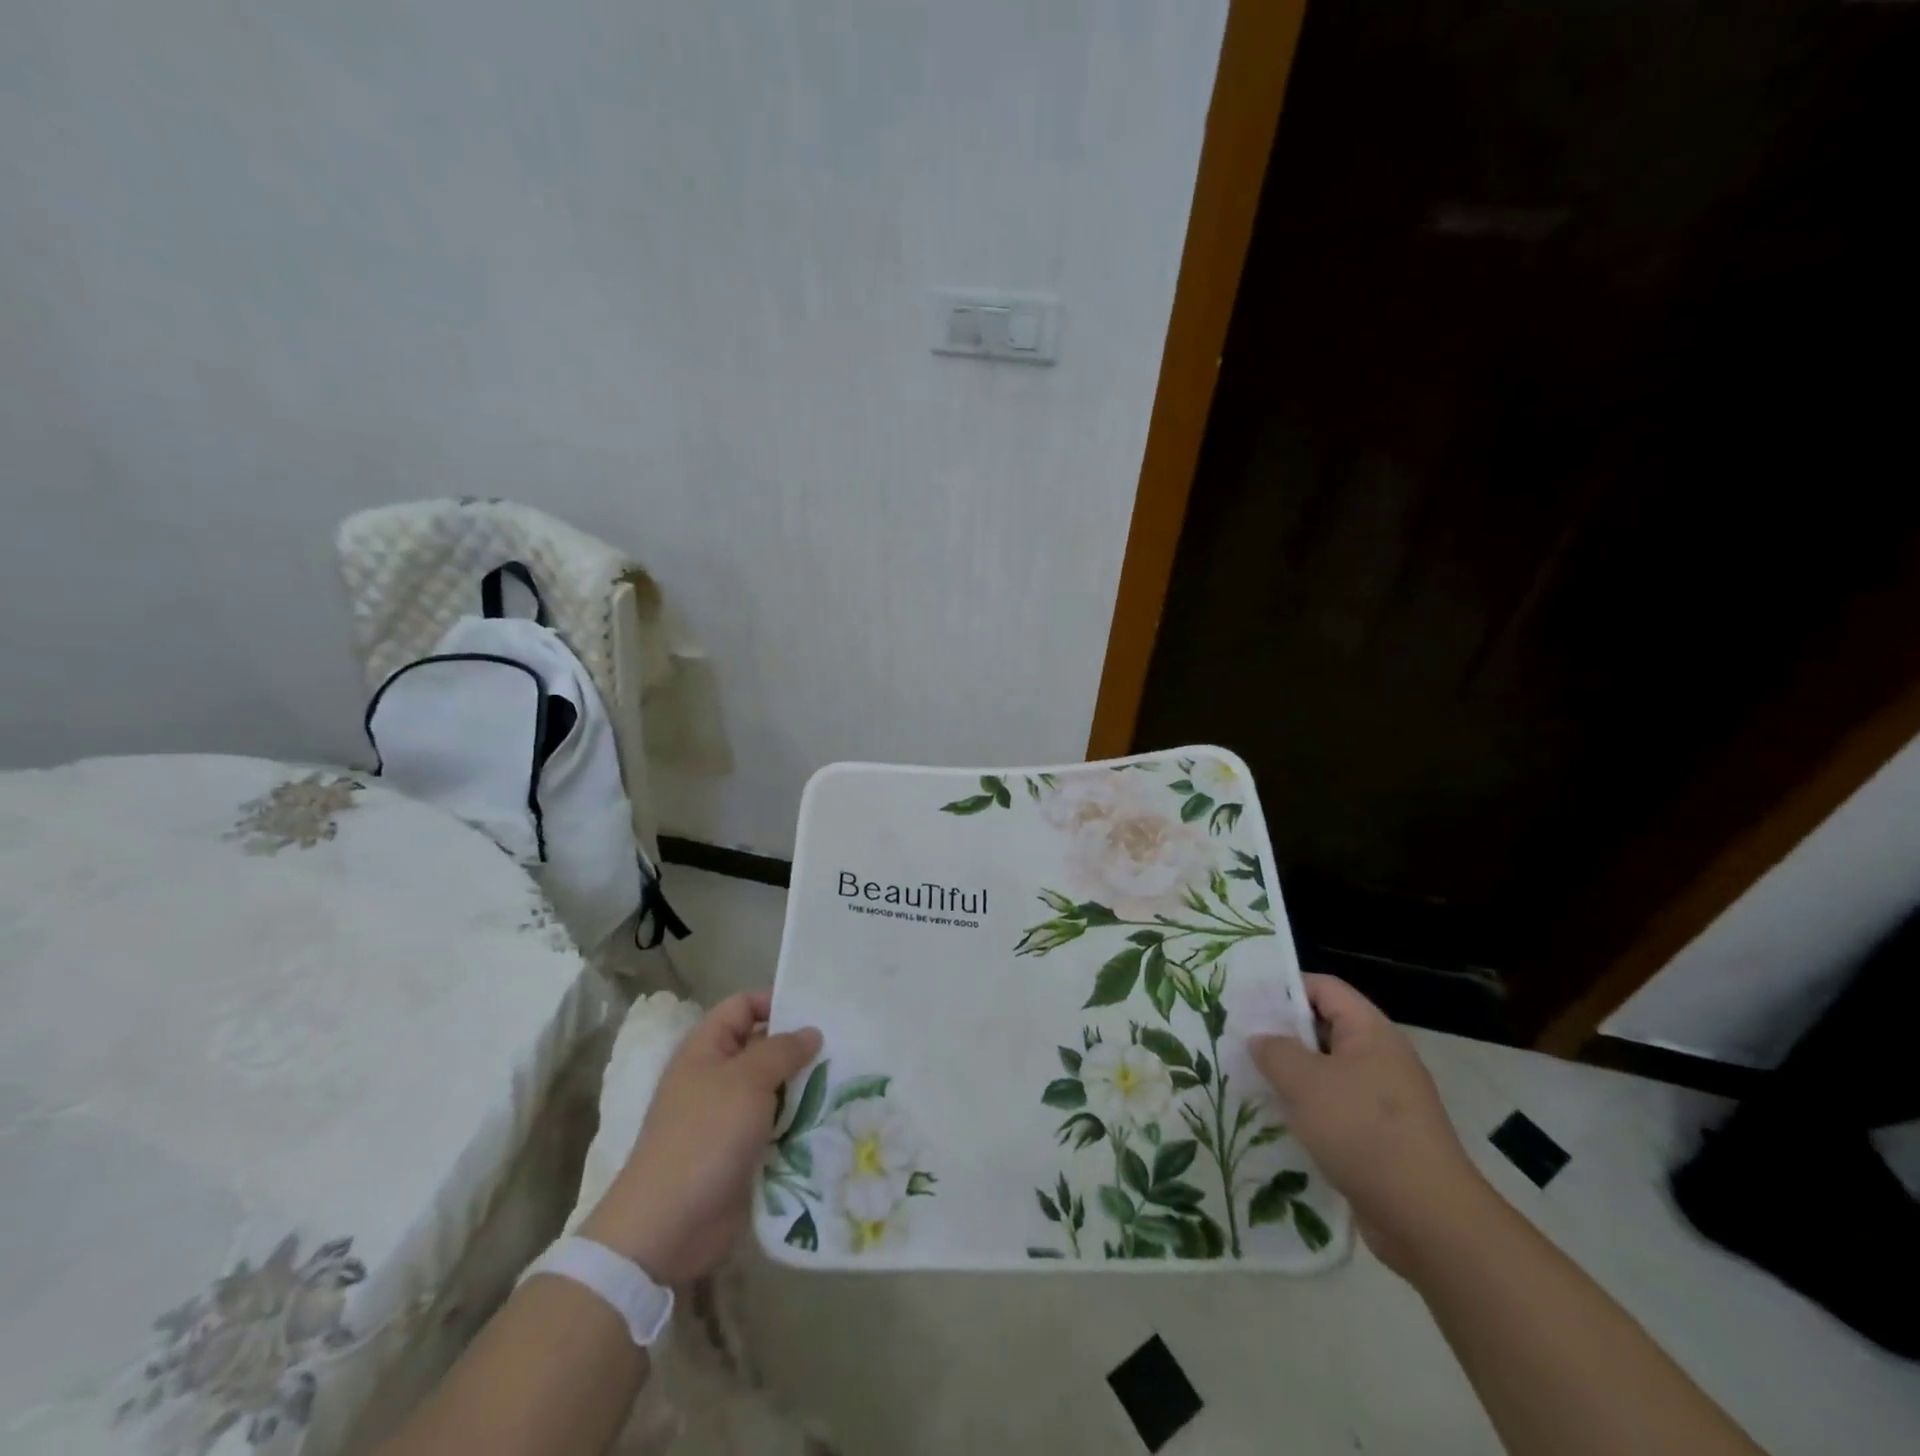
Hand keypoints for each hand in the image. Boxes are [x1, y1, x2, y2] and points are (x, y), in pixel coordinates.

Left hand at [582, 991, 820, 1285]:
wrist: (668, 1227)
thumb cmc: (705, 1137)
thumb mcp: (747, 1080)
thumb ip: (782, 1050)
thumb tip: (811, 1032)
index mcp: (706, 1049)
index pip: (743, 1006)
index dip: (775, 1002)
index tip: (816, 1011)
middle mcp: (717, 1077)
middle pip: (764, 1047)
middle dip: (800, 1048)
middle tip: (844, 1047)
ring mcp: (729, 1117)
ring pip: (775, 1089)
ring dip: (805, 1088)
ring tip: (847, 1081)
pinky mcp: (742, 1153)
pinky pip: (777, 1126)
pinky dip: (800, 1123)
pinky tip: (832, 1119)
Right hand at [1250, 974, 1491, 1276]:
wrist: (1428, 1220)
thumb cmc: (1363, 1131)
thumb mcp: (1304, 1081)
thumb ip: (1274, 1050)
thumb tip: (1261, 1039)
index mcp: (1371, 1031)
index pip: (1324, 988)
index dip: (1284, 987)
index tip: (1245, 1000)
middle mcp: (1382, 1058)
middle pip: (1324, 1028)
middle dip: (1282, 1034)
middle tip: (1239, 1040)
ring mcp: (1385, 1100)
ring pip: (1328, 1072)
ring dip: (1292, 1076)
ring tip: (1251, 1080)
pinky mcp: (1383, 1137)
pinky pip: (1337, 1109)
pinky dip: (1309, 1110)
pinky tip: (1280, 1122)